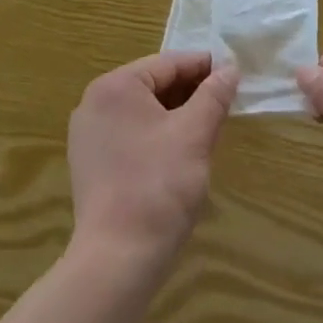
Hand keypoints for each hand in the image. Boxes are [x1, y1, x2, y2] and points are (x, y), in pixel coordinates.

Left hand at [67, 51, 237, 272]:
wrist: (117, 259)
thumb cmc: (159, 186)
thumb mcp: (195, 134)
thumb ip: (213, 95)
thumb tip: (229, 69)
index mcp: (115, 86)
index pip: (168, 63)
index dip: (204, 67)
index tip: (234, 75)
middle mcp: (94, 103)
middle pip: (153, 84)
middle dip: (190, 92)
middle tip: (225, 103)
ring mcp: (88, 136)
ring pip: (143, 111)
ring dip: (176, 114)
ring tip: (209, 126)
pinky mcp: (91, 164)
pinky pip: (130, 134)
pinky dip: (157, 135)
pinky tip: (181, 152)